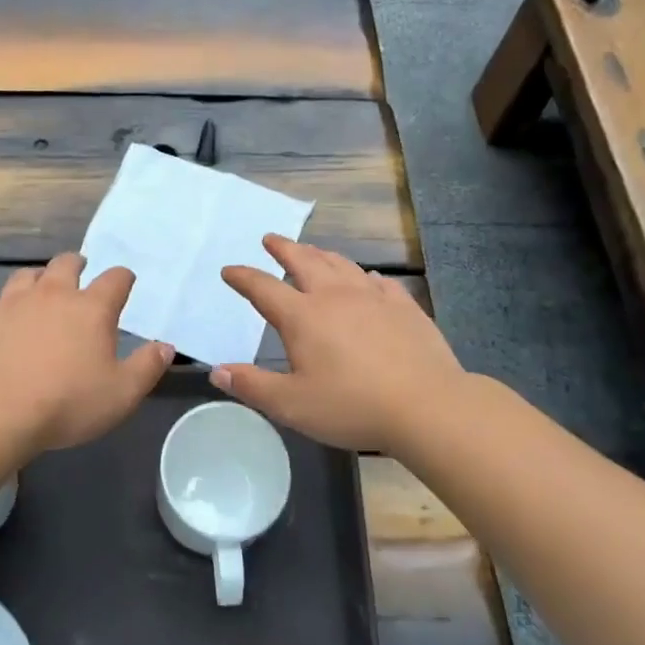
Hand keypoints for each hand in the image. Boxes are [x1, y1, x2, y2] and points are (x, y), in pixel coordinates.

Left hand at [0, 254, 173, 453]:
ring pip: (26, 276)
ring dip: (37, 280)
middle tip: (80, 271)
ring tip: (39, 291)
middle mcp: (52, 294)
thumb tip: (165, 346)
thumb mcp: (121, 395)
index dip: (123, 278)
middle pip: (66, 264)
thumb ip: (147, 368)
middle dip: (77, 265)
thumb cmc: (66, 403)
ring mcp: (11, 302)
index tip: (125, 282)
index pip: (115, 279)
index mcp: (91, 309)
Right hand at [213, 235, 466, 453]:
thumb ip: (252, 386)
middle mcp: (334, 296)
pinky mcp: (404, 307)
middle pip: (304, 261)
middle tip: (271, 239)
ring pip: (341, 265)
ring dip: (320, 254)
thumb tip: (217, 371)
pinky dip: (364, 276)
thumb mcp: (291, 405)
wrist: (427, 406)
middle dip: (284, 248)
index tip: (229, 270)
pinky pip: (379, 282)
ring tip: (312, 250)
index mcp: (302, 316)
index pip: (263, 288)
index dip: (243, 278)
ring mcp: (373, 298)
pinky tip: (367, 278)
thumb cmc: (352, 406)